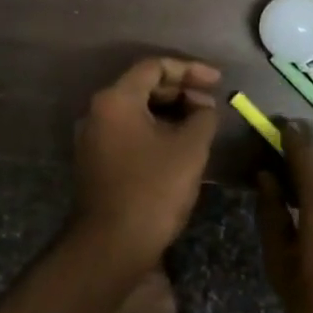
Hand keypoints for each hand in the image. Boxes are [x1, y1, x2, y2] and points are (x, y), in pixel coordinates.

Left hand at [71, 57, 221, 269]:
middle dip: (181, 91)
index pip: (155, 67)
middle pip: (143, 86)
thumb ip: (203, 117)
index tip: (218, 82)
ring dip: (170, 112)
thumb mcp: (190, 148)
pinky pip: (129, 131)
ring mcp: (93, 137)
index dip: (190, 70)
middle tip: (212, 104)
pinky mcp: (96, 160)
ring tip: (201, 124)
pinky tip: (180, 144)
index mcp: (116, 99)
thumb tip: (204, 108)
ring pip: (136, 110)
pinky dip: (155, 130)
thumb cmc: (153, 189)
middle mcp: (98, 111)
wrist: (112, 245)